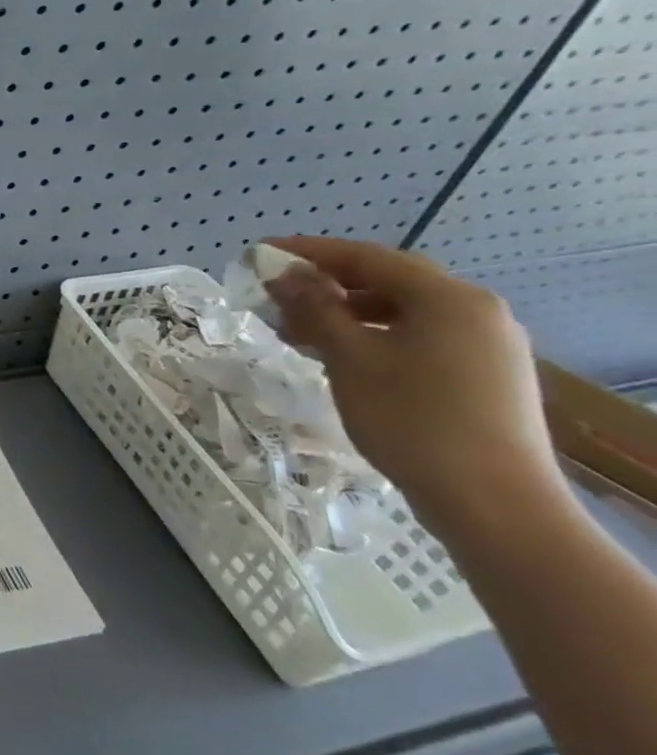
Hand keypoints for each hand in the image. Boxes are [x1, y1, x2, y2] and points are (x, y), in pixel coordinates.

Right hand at [263, 237, 570, 538]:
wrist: (493, 502)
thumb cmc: (412, 419)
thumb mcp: (350, 358)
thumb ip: (315, 309)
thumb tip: (284, 276)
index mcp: (450, 298)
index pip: (368, 257)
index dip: (310, 251)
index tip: (262, 253)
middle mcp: (476, 311)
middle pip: (389, 282)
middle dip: (328, 285)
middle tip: (276, 296)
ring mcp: (486, 346)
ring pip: (402, 313)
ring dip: (346, 314)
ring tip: (297, 332)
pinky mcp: (484, 376)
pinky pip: (418, 338)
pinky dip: (373, 337)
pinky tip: (339, 356)